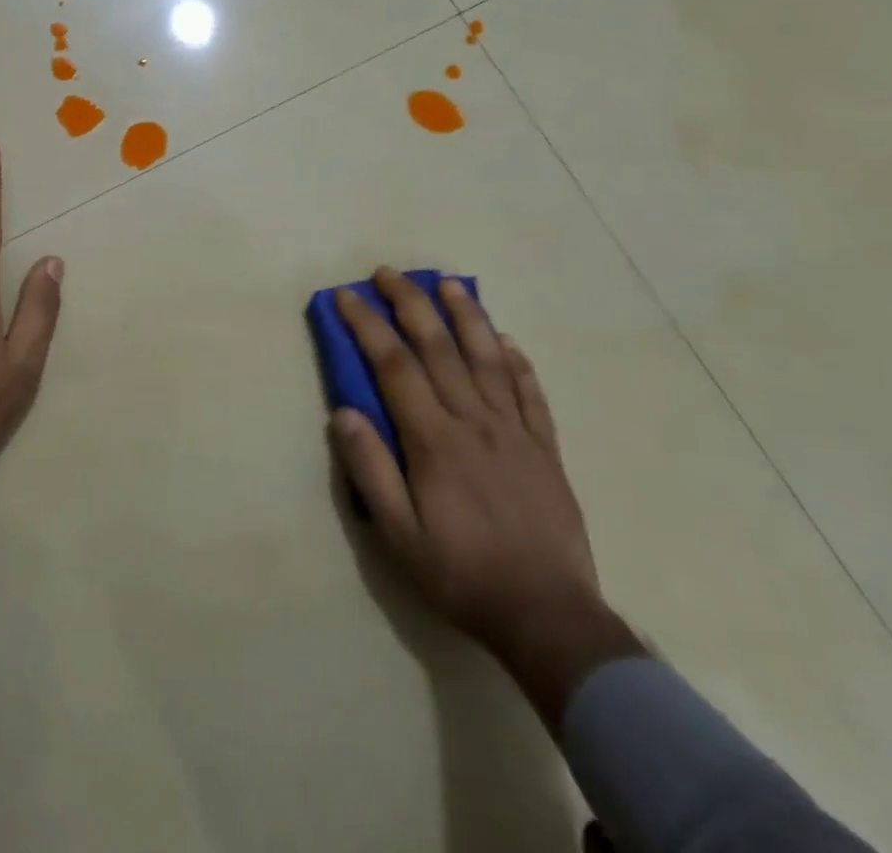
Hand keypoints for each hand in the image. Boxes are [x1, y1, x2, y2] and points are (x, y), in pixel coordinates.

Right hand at [328, 269, 611, 664]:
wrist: (548, 617)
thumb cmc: (461, 575)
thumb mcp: (399, 536)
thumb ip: (370, 471)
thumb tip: (344, 412)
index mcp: (434, 441)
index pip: (395, 366)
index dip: (368, 325)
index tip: (347, 296)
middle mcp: (474, 422)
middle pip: (439, 348)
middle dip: (410, 304)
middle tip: (389, 273)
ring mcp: (515, 432)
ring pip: (487, 358)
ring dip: (466, 316)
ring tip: (449, 283)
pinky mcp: (545, 449)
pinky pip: (530, 393)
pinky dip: (516, 361)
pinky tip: (505, 340)